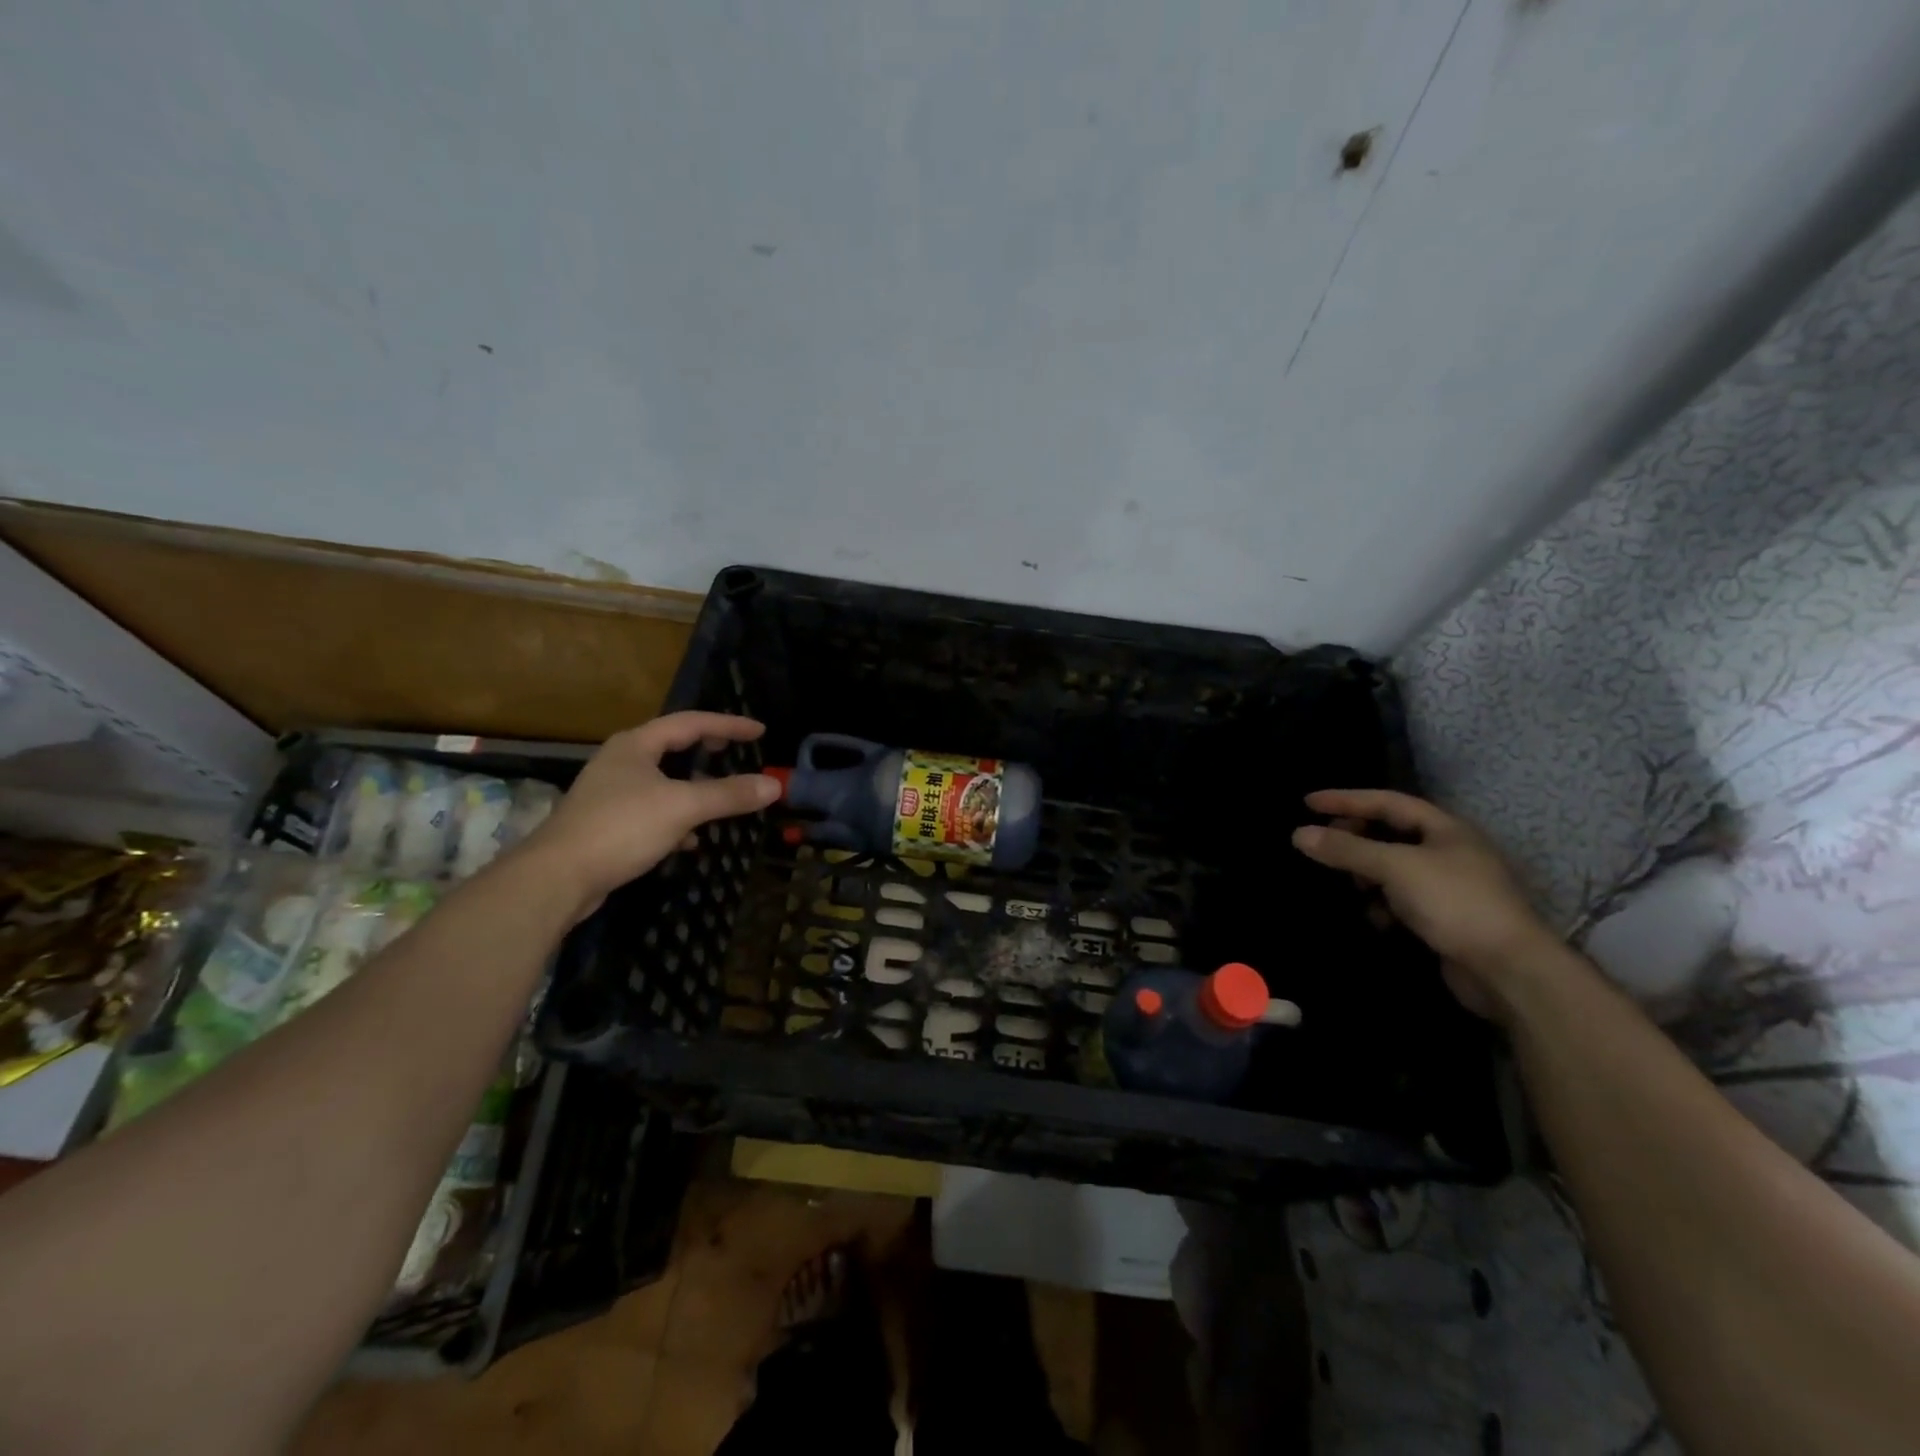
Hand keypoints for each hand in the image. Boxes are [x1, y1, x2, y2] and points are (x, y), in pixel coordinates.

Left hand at [522, 712, 779, 915]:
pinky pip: (652, 811)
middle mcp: (620, 762)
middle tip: (735, 751)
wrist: (557, 878)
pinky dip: (676, 819)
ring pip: (662, 782)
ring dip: (692, 786)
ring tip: (720, 795)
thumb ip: (728, 794)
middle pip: (671, 747)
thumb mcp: (683, 807)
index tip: (759, 731)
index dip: (728, 725)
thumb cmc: (621, 828)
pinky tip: (690, 840)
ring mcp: (610, 794)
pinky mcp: (606, 824)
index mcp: (636, 745)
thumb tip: (774, 785)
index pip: (690, 723)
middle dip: (706, 749)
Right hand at [1292, 789, 1561, 1019]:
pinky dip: (1383, 904)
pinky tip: (1375, 918)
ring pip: (1393, 868)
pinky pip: (1402, 899)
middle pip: (1390, 833)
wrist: (1508, 971)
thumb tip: (1298, 834)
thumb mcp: (1395, 868)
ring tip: (1348, 883)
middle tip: (1323, 843)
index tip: (1307, 803)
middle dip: (1355, 837)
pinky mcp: (1445, 918)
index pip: (1387, 801)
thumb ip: (1347, 849)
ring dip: (1367, 874)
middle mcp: (1448, 851)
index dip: (1346, 799)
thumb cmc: (1455, 903)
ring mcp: (1449, 885)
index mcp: (1445, 828)